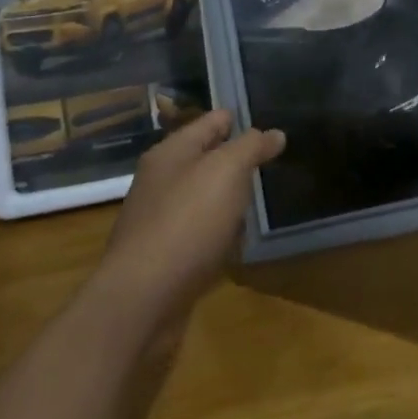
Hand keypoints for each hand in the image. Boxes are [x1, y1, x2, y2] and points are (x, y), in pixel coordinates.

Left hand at [94, 111, 285, 333]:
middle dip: (236, 159)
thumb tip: (274, 133)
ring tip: (260, 199)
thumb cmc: (187, 221)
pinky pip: (199, 231)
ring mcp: (159, 219)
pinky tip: (237, 240)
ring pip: (203, 196)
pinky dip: (218, 231)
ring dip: (228, 197)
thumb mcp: (227, 171)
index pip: (212, 121)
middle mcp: (161, 180)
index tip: (273, 122)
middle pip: (206, 158)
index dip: (242, 119)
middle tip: (273, 162)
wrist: (143, 298)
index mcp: (171, 152)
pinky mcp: (163, 255)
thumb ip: (252, 146)